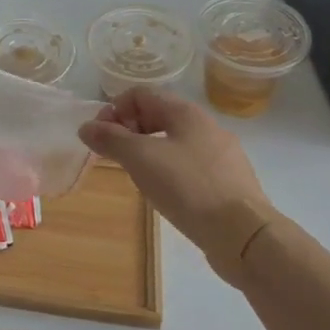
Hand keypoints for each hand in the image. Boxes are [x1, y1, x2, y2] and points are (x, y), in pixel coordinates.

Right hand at [78, 87, 274, 282]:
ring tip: (137, 176)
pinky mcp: (228, 181)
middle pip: (157, 115)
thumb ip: (110, 139)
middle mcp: (207, 126)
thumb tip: (86, 127)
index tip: (102, 137)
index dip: (115, 109)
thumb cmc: (188, 187)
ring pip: (174, 141)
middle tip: (115, 156)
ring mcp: (221, 155)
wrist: (244, 235)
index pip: (141, 94)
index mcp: (186, 113)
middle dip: (129, 130)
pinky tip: (166, 193)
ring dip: (147, 151)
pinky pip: (189, 164)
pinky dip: (169, 170)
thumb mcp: (140, 159)